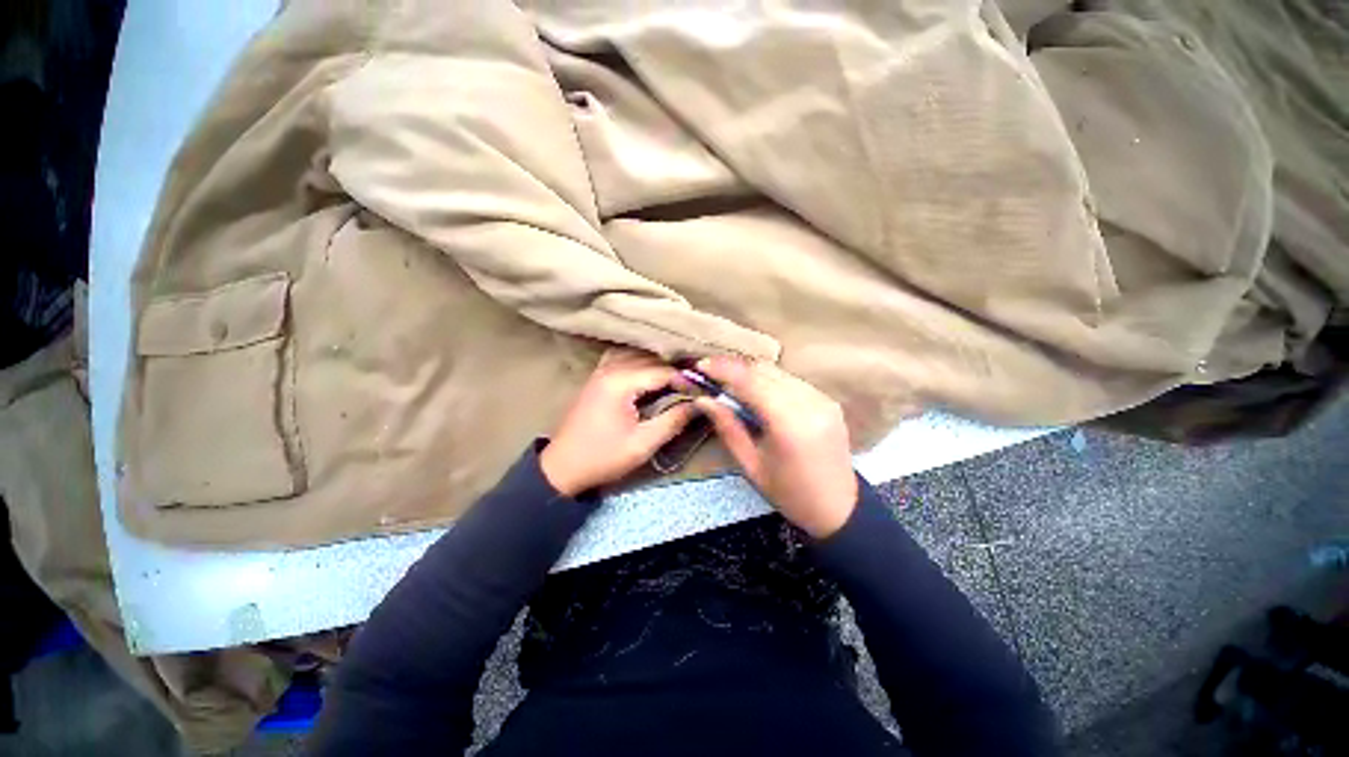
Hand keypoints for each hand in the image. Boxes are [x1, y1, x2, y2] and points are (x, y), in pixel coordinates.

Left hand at [540, 349, 696, 496]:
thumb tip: (699, 404)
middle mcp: (609, 368)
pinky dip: (641, 364)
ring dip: (658, 366)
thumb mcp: (642, 444)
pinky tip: (651, 376)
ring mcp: (601, 371)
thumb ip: (673, 421)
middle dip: (674, 371)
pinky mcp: (598, 378)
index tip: (702, 391)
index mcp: (619, 382)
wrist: (562, 467)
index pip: (662, 371)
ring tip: (677, 381)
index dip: (685, 380)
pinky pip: (624, 360)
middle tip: (694, 386)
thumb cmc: (603, 457)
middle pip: (651, 359)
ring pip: (638, 356)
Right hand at [693, 357, 857, 537]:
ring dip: (751, 372)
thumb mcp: (750, 465)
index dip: (724, 369)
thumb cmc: (789, 493)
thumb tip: (704, 399)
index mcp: (789, 423)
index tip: (701, 366)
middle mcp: (809, 402)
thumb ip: (727, 427)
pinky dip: (769, 380)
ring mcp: (822, 399)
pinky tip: (755, 391)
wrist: (839, 507)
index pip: (751, 381)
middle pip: (765, 370)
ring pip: (778, 372)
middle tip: (711, 373)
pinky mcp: (828, 400)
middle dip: (734, 367)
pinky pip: (791, 380)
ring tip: (729, 381)